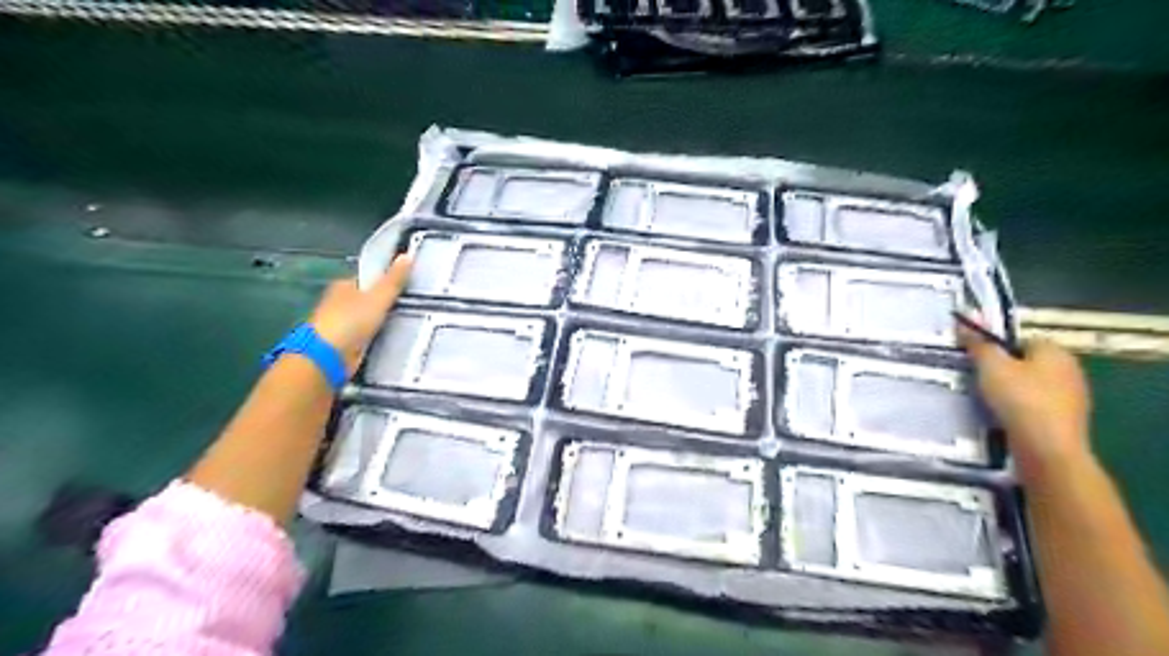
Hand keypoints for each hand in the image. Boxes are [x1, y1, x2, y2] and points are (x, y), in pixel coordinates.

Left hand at [309, 254, 413, 372]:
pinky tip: (393, 337)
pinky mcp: (345, 342)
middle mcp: (340, 302)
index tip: (406, 284)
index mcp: (344, 285)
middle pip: (368, 298)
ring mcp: (341, 323)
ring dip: (383, 320)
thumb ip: (394, 279)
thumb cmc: (351, 321)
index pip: (368, 278)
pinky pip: (368, 335)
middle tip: (412, 304)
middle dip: (386, 302)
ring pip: (369, 317)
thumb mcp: (379, 297)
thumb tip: (407, 256)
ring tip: (408, 321)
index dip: (386, 279)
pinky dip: (378, 335)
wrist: (328, 356)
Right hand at [958, 321, 1096, 479]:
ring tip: (985, 400)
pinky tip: (1002, 418)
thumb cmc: (1019, 399)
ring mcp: (1072, 397)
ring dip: (1011, 391)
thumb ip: (978, 344)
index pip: (1021, 339)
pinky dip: (1019, 410)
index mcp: (1055, 351)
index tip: (976, 359)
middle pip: (1027, 363)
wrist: (1047, 448)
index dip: (997, 347)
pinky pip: (1035, 407)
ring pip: (1031, 386)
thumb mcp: (990, 366)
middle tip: (976, 378)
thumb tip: (965, 322)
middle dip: (1004, 369)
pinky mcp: (1065, 421)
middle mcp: (1070, 370)